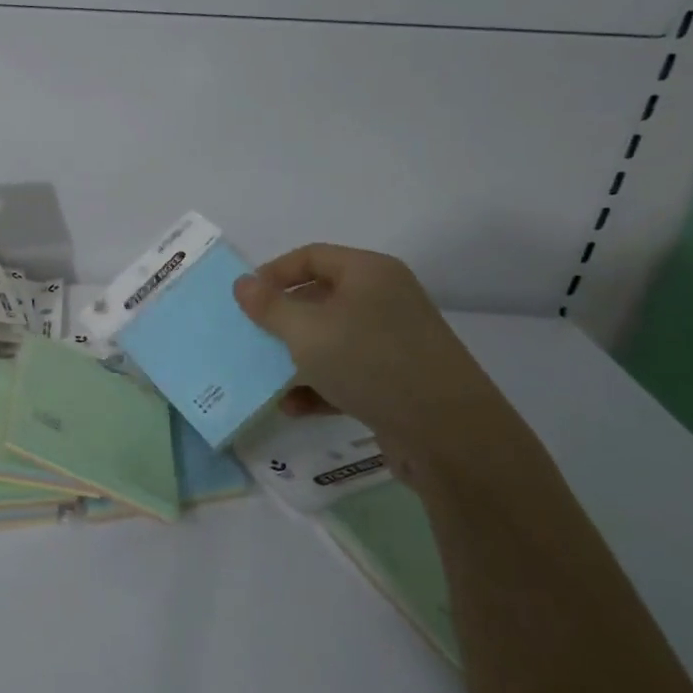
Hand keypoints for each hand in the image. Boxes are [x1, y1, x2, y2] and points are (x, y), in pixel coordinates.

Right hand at [233, 243, 515, 481]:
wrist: (450, 436)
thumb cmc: (370, 363)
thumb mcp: (306, 331)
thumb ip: (269, 306)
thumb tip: (242, 283)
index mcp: (369, 273)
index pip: (310, 256)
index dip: (273, 273)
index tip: (244, 299)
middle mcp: (385, 300)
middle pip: (320, 297)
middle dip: (281, 319)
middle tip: (250, 336)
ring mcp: (394, 342)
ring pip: (331, 339)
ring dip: (296, 357)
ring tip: (266, 375)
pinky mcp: (398, 381)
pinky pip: (347, 372)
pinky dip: (319, 386)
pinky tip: (293, 407)